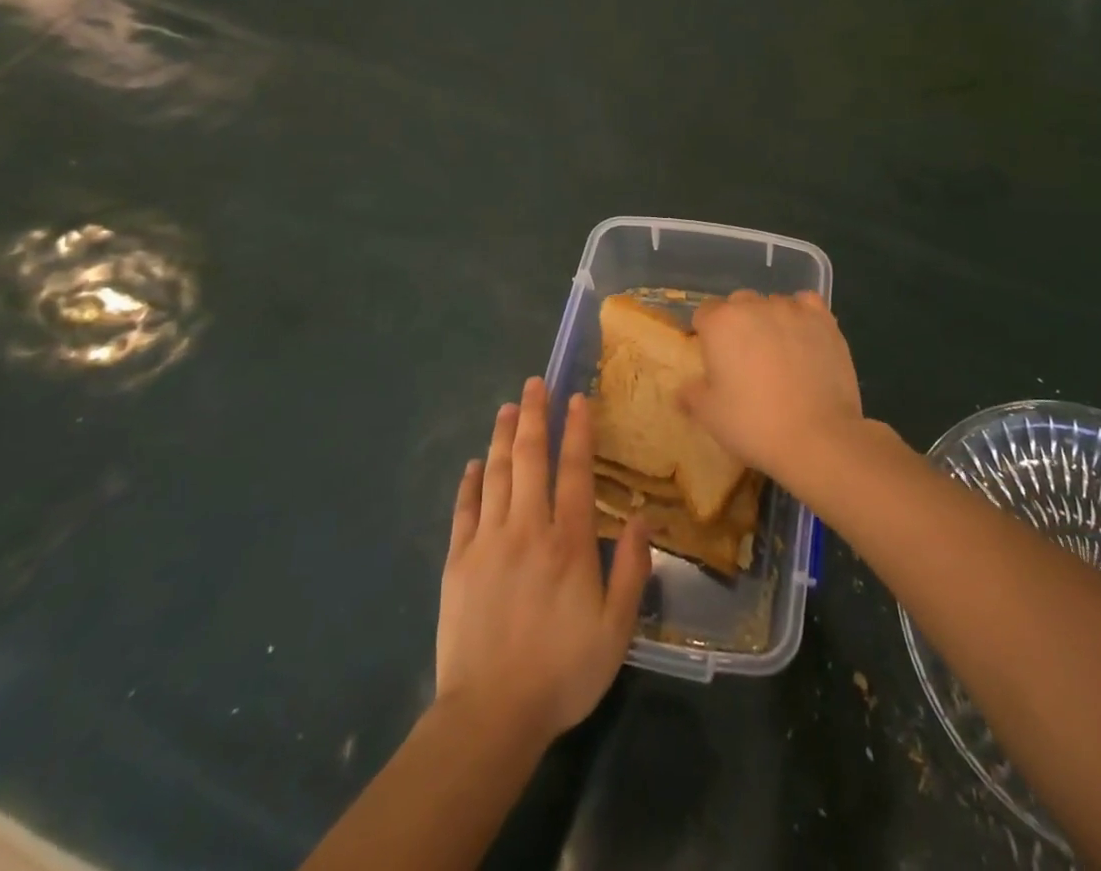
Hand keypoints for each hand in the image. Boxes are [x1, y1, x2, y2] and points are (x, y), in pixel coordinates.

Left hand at [436, 377, 651, 746]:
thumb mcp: (615, 630)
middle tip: (534, 383)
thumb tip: (642, 518)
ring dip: (502, 437)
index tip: (577, 398)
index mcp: (567, 542)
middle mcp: (526, 528)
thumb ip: (630, 570)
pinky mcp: (458, 561)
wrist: (490, 716)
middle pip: (529, 458)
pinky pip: (464, 509)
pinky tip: (473, 464)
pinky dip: (469, 482)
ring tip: (507, 408)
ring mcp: (487, 541)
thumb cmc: (561, 673)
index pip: (573, 470)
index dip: (577, 431)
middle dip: (534, 415)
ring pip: (496, 474)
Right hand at [685, 290, 864, 484]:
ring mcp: (792, 310)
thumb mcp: (709, 415)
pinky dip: (801, 315)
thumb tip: (684, 388)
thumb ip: (691, 394)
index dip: (707, 335)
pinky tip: (803, 337)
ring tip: (778, 353)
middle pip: (738, 304)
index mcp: (720, 323)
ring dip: (769, 320)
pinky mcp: (824, 320)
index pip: (704, 313)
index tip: (714, 360)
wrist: (817, 437)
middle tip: (745, 360)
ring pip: (772, 303)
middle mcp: (754, 306)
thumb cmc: (754, 424)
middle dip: (738, 324)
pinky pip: (806, 304)